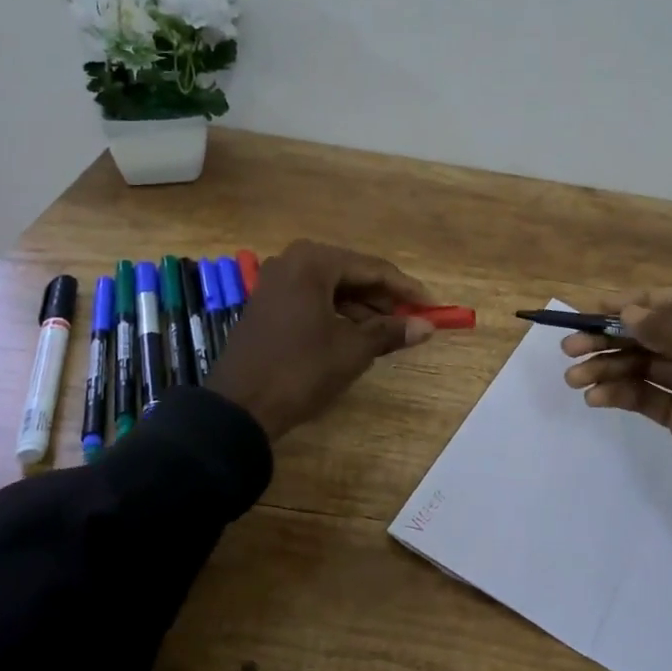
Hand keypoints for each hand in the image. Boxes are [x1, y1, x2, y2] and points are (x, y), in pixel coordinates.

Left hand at [205, 240, 434, 439]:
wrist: (238, 408)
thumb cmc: (300, 370)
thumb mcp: (352, 350)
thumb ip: (391, 331)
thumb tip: (427, 326)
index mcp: (313, 262)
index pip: (372, 268)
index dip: (406, 288)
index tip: (433, 306)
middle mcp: (292, 262)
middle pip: (351, 274)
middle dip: (383, 298)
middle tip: (411, 319)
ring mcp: (275, 283)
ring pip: (332, 287)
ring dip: (362, 307)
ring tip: (388, 332)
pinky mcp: (267, 304)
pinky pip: (312, 299)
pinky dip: (337, 313)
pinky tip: (356, 335)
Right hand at [561, 286, 671, 614]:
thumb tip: (629, 310)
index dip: (642, 302)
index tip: (599, 308)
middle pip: (660, 334)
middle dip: (615, 338)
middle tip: (570, 346)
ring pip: (649, 366)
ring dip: (610, 368)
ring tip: (573, 378)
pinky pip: (649, 396)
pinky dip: (622, 393)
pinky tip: (595, 398)